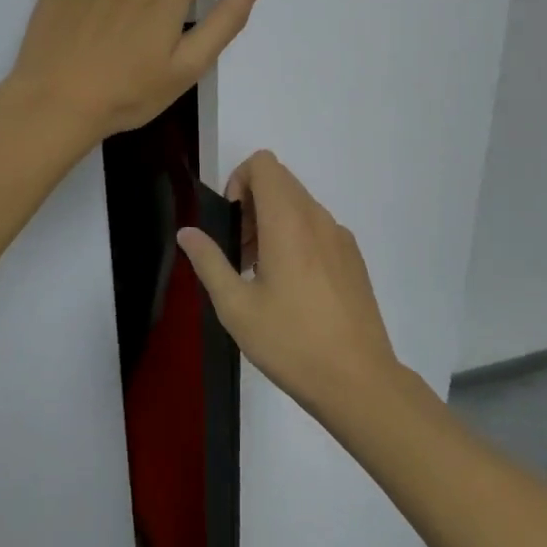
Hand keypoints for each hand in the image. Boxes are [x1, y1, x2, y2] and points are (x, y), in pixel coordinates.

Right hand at [178, 151, 403, 422]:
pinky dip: (298, 238)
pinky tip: (294, 290)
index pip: (263, 164)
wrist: (359, 382)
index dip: (239, 180)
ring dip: (273, 223)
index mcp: (287, 221)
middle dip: (252, 204)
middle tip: (240, 253)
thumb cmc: (291, 342)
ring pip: (299, 205)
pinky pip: (318, 228)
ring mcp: (340, 236)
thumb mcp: (236, 307)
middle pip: (280, 181)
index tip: (231, 222)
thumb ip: (209, 262)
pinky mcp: (353, 258)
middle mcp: (317, 217)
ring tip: (262, 275)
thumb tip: (187, 232)